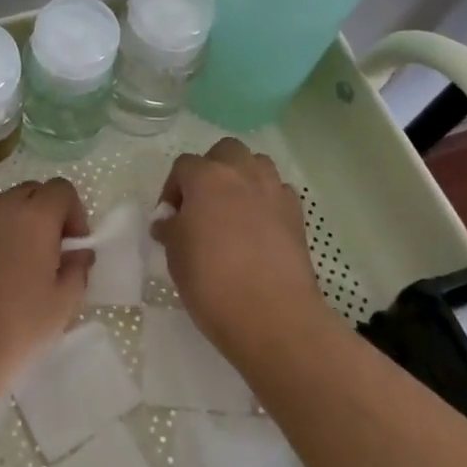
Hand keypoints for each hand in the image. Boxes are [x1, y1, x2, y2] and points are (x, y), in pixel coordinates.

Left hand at [0, 179, 93, 384]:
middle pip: (31, 191)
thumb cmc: (18, 325)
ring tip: (21, 264)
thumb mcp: (63, 303)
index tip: (73, 245)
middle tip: (51, 252)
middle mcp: (1, 208)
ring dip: (19, 223)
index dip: (74, 212)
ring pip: (4, 206)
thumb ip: (77, 269)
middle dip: (47, 213)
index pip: (61, 189)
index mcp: (35, 216)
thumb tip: (79, 254)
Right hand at [152, 138, 324, 365]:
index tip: (170, 217)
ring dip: (243, 177)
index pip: (184, 166)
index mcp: (206, 178)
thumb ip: (171, 229)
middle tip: (202, 203)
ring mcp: (274, 191)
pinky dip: (267, 200)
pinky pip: (279, 192)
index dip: (173, 188)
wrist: (272, 315)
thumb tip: (169, 221)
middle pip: (225, 151)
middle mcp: (242, 174)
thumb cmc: (211, 281)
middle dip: (212, 169)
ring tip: (233, 209)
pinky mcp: (297, 215)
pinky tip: (259, 227)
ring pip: (257, 164)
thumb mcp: (175, 255)